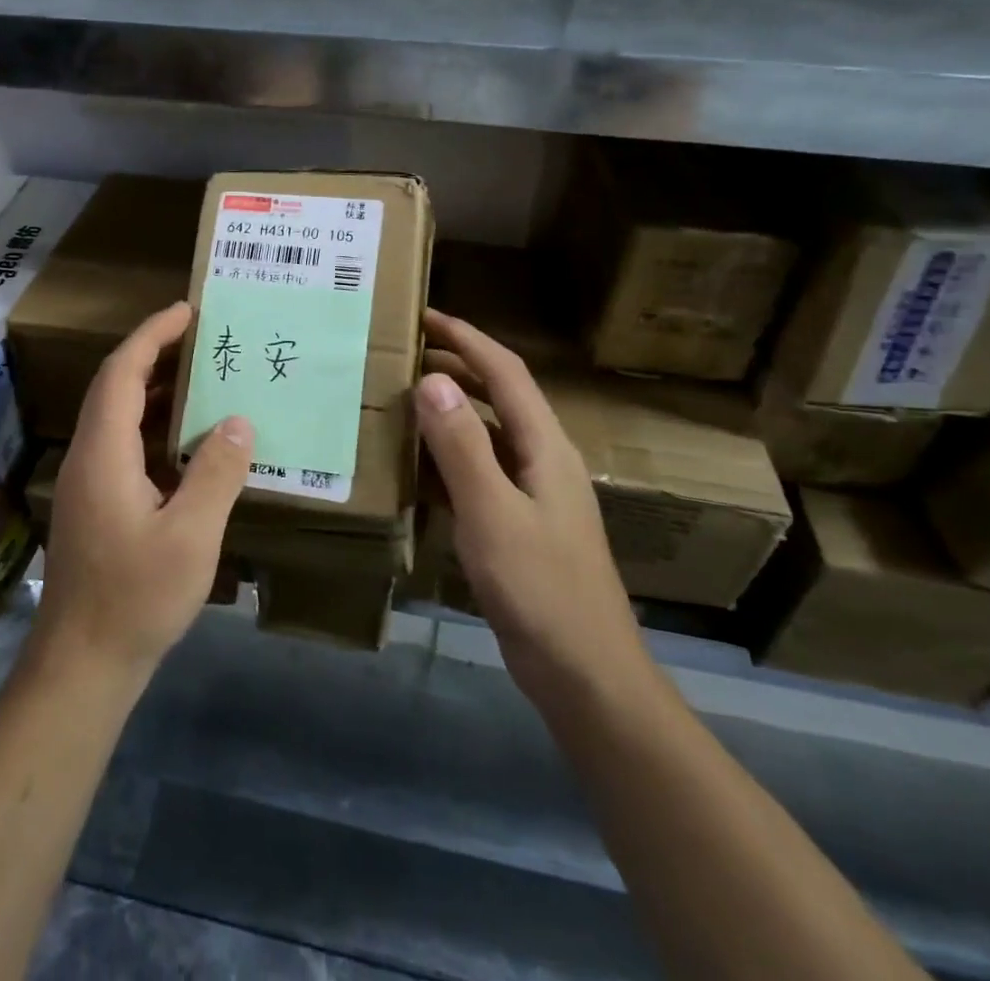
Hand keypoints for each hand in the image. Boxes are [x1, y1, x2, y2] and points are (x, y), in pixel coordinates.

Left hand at [31, 302, 254, 688]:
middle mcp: (90, 457)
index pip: (123, 373)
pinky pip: (125, 446)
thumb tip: (237, 421)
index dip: (152, 336)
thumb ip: (216, 473)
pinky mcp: (97, 506)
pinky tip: (191, 443)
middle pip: (117, 388)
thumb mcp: (190, 536)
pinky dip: (156, 428)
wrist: (82, 665)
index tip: (187, 311)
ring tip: (205, 379)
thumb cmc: (135, 598)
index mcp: (105, 453)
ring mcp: (89, 483)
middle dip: (156, 355)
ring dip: (157, 392)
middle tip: (204, 339)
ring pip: (120, 418)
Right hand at [417, 310, 643, 694]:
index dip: (467, 338)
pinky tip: (416, 464)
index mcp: (545, 446)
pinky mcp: (520, 522)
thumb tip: (432, 380)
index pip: (505, 371)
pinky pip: (481, 469)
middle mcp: (542, 458)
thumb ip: (461, 445)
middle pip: (499, 395)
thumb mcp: (492, 513)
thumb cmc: (541, 589)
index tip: (424, 316)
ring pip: (488, 432)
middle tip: (404, 353)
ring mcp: (533, 492)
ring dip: (451, 408)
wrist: (586, 674)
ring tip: (403, 397)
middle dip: (456, 366)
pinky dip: (449, 453)